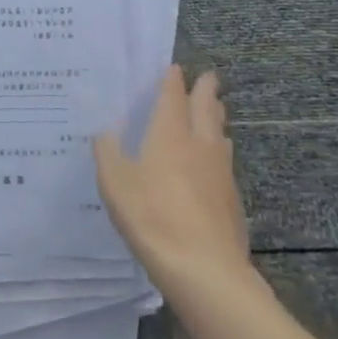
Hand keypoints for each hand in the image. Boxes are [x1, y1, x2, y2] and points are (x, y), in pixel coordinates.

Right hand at [94, 67, 251, 292]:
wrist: (205, 270)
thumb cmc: (152, 216)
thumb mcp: (114, 183)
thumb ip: (107, 152)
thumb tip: (105, 130)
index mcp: (170, 133)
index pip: (173, 96)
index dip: (173, 80)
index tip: (175, 68)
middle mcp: (199, 144)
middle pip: (206, 109)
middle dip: (206, 90)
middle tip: (208, 77)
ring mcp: (220, 172)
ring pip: (220, 134)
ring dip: (217, 118)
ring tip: (215, 112)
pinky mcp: (232, 199)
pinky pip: (225, 162)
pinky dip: (220, 151)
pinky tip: (216, 161)